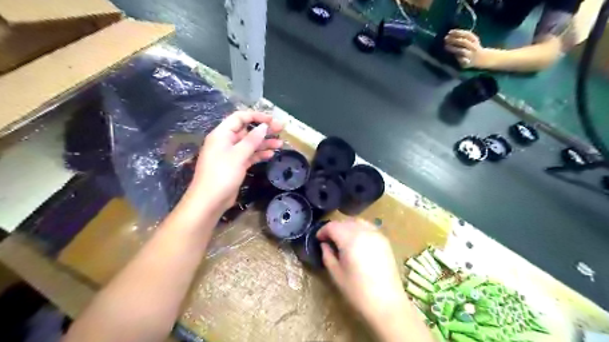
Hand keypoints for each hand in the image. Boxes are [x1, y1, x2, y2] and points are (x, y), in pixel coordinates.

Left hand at [189, 112, 283, 209]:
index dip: (256, 116)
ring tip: (280, 144)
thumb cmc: (221, 174)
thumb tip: (264, 126)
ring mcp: (231, 154)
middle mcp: (226, 142)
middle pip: (246, 131)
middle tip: (281, 130)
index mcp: (222, 134)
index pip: (239, 118)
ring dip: (264, 143)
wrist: (210, 201)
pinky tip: (271, 154)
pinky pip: (249, 155)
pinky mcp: (236, 165)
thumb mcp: (238, 155)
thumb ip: (252, 140)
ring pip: (250, 144)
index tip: (272, 120)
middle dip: (263, 130)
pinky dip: (259, 154)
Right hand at [314, 221, 408, 329]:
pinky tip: (357, 241)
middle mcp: (364, 231)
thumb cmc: (358, 291)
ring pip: (358, 222)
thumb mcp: (336, 274)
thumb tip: (325, 244)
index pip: (333, 226)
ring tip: (342, 239)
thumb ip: (328, 255)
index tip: (318, 239)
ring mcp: (376, 234)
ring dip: (347, 226)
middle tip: (328, 240)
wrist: (387, 304)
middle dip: (334, 228)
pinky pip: (369, 227)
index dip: (323, 231)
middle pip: (345, 222)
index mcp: (350, 239)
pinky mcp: (385, 240)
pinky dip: (360, 229)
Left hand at [443, 29, 487, 67]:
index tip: (449, 32)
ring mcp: (471, 55)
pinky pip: (463, 60)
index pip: (467, 34)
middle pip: (464, 42)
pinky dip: (459, 58)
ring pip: (462, 51)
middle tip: (445, 39)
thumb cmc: (472, 47)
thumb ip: (462, 37)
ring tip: (445, 46)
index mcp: (474, 40)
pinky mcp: (467, 62)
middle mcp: (473, 47)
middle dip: (454, 40)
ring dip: (453, 48)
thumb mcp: (470, 40)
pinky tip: (453, 56)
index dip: (458, 32)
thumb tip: (450, 33)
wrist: (481, 58)